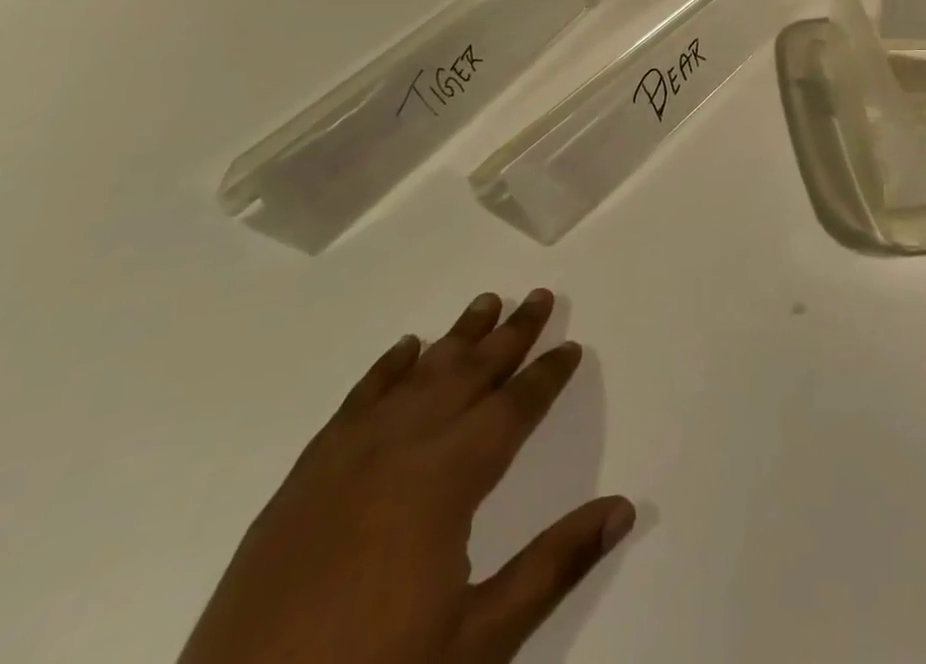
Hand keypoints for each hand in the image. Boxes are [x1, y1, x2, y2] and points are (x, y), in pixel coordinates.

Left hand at [179, 290, 633, 663]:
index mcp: (446, 482)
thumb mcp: (478, 643)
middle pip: (469, 375)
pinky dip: (386, 369)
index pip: (512, 410)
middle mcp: (401, 450)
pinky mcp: (303, 480)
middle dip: (510, 335)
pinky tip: (404, 350)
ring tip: (486, 302)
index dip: (545, 377)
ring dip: (456, 338)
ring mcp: (346, 460)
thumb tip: (623, 507)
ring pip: (416, 376)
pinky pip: (356, 402)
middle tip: (539, 297)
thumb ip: (553, 566)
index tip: (570, 346)